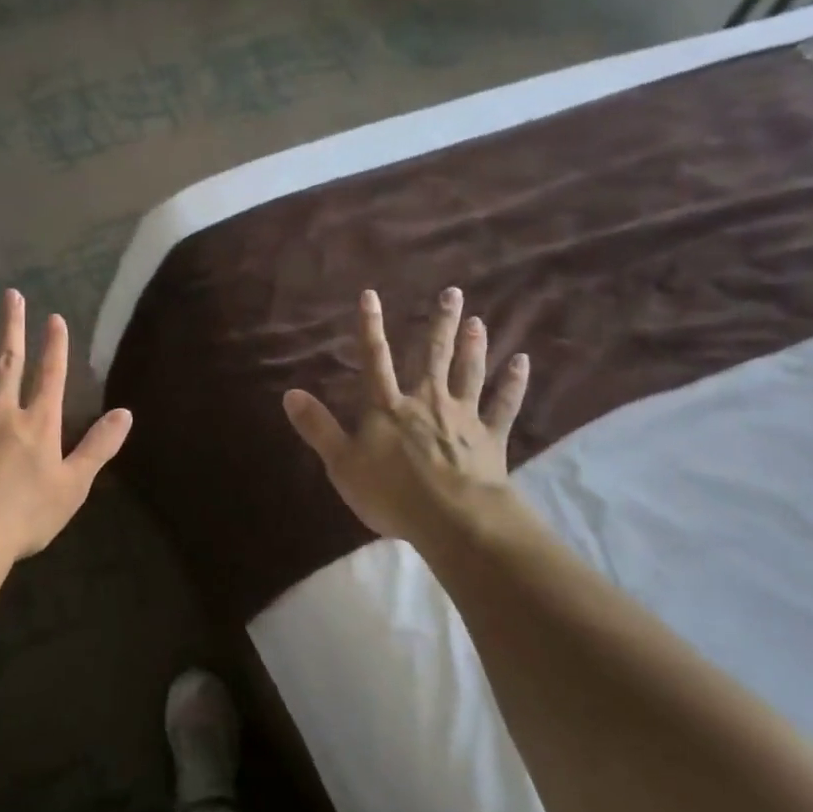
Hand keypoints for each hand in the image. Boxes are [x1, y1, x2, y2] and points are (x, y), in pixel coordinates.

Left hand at [0, 290, 131, 563]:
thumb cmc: (26, 515)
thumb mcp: (74, 485)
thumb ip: (99, 446)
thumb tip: (126, 413)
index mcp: (37, 424)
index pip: (50, 376)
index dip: (54, 346)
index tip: (54, 318)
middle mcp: (1, 412)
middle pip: (8, 363)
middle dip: (11, 328)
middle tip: (10, 295)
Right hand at [282, 287, 529, 542]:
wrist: (452, 518)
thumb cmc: (390, 493)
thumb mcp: (341, 464)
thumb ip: (318, 427)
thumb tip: (290, 393)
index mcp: (387, 407)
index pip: (375, 359)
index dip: (371, 327)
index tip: (371, 294)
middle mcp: (426, 401)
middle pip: (433, 356)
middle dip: (440, 324)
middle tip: (452, 293)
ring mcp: (462, 416)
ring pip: (469, 372)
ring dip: (474, 345)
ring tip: (479, 320)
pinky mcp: (490, 437)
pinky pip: (504, 404)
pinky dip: (513, 383)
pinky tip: (522, 362)